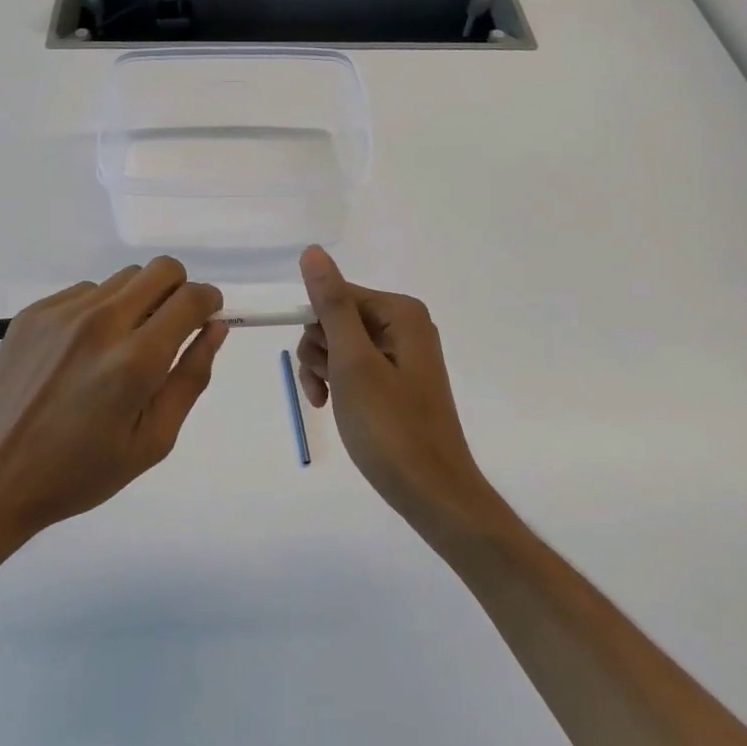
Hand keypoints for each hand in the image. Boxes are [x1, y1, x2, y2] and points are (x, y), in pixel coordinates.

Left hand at [0, 258, 226, 542]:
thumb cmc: (80, 471)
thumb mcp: (152, 440)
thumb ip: (190, 378)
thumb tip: (214, 329)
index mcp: (136, 360)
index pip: (191, 298)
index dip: (209, 302)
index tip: (206, 319)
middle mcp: (101, 322)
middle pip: (161, 270)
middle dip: (178, 291)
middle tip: (168, 330)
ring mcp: (63, 313)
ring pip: (124, 279)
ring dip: (137, 301)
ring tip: (119, 348)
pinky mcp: (34, 312)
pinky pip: (86, 292)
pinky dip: (99, 311)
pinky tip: (81, 353)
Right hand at [296, 247, 498, 536]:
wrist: (433, 494)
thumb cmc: (390, 427)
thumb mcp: (353, 362)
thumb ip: (332, 305)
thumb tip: (313, 252)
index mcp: (401, 313)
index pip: (337, 295)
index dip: (317, 326)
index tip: (318, 362)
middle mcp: (405, 326)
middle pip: (338, 318)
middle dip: (320, 351)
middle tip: (326, 386)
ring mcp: (402, 355)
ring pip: (340, 344)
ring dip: (323, 370)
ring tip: (328, 402)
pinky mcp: (397, 382)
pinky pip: (354, 368)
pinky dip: (337, 384)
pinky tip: (331, 407)